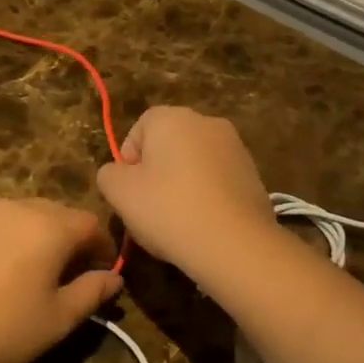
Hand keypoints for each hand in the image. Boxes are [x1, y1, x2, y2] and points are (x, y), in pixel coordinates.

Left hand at [0, 199, 122, 362]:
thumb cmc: (3, 328)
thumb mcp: (58, 318)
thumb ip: (91, 292)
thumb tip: (114, 278)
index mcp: (51, 226)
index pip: (91, 224)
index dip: (104, 247)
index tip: (104, 273)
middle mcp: (21, 208)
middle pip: (61, 214)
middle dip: (74, 239)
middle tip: (75, 274)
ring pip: (30, 215)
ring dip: (45, 236)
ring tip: (41, 272)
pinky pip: (4, 224)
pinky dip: (17, 239)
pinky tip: (8, 271)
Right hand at [96, 107, 273, 278]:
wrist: (235, 244)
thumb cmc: (168, 210)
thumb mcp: (118, 192)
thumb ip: (109, 174)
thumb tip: (119, 173)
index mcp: (172, 118)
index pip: (139, 129)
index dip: (128, 160)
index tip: (129, 191)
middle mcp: (206, 122)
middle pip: (168, 145)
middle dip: (156, 173)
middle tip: (149, 209)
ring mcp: (235, 147)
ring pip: (194, 164)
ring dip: (182, 185)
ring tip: (177, 222)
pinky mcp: (253, 174)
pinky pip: (217, 181)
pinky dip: (207, 197)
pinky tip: (202, 225)